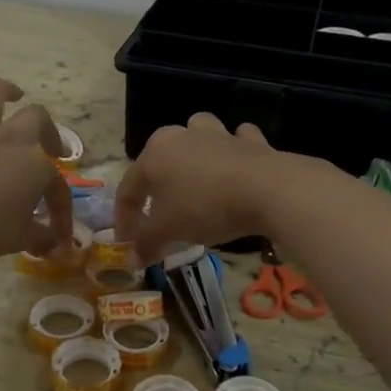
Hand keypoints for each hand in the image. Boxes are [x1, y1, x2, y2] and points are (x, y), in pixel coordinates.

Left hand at [0, 64, 72, 263]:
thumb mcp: (17, 239)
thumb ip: (38, 238)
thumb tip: (54, 245)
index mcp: (35, 166)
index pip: (57, 186)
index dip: (61, 210)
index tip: (58, 235)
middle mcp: (8, 140)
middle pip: (36, 120)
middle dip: (47, 130)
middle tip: (50, 146)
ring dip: (4, 89)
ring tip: (13, 92)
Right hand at [114, 113, 285, 262]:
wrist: (266, 189)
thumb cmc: (205, 207)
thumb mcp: (169, 230)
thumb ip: (147, 242)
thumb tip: (134, 256)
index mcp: (154, 154)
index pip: (128, 188)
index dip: (124, 218)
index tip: (127, 243)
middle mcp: (181, 135)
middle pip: (160, 157)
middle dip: (156, 184)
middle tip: (159, 211)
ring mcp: (217, 134)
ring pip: (197, 135)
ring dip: (194, 152)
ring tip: (197, 177)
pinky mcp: (250, 140)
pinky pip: (237, 141)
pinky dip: (234, 152)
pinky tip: (237, 169)